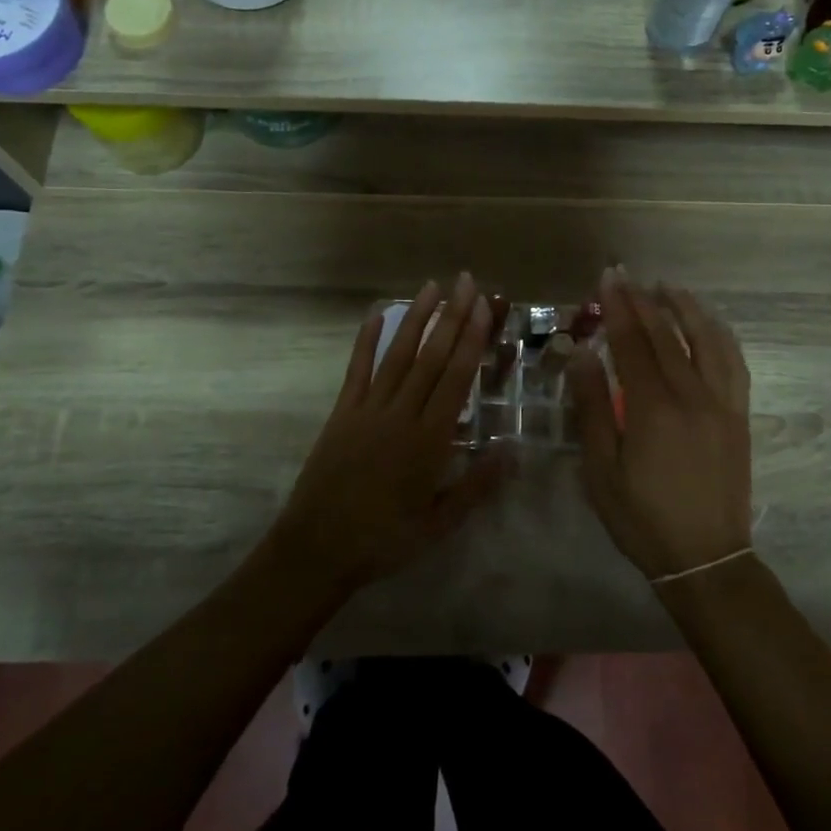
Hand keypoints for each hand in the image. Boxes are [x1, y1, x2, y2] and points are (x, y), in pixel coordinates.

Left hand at [274, 274, 505, 592]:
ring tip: (433, 287)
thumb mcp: (438, 524)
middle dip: (452, 317)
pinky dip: (367, 340)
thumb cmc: (384, 540)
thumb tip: (513, 450)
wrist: (317, 549)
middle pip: (431, 357)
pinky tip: (378, 314)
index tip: (484, 307)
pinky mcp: (342, 412)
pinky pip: (357, 369)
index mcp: (428, 440)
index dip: (472, 340)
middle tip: (466, 281)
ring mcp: (368, 409)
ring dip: (417, 319)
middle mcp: (400, 414)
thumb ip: (476, 486)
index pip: (456, 378)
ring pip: (397, 355)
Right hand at [567, 269, 752, 580]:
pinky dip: (720, 335)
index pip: (632, 343)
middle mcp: (692, 395)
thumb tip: (582, 355)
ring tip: (667, 287)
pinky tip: (710, 324)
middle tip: (626, 274)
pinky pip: (734, 363)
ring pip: (707, 340)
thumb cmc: (641, 517)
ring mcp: (722, 403)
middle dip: (643, 300)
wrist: (706, 558)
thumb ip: (592, 407)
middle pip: (666, 335)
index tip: (607, 278)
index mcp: (653, 408)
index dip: (618, 307)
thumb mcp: (601, 469)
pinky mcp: (739, 415)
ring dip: (686, 308)